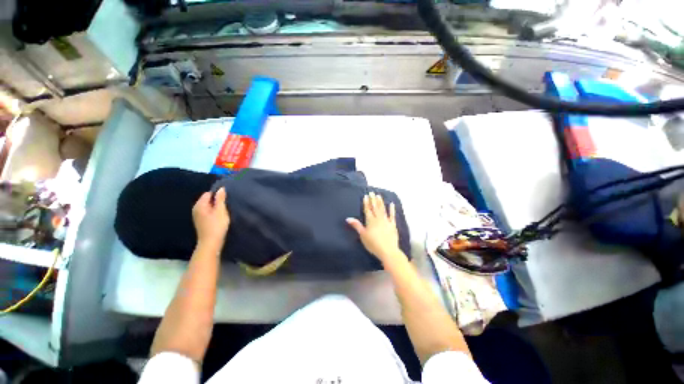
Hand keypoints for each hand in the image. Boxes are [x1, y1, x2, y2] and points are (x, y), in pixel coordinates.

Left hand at [192, 187, 229, 249]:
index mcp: (200, 205)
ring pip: (208, 207)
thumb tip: (221, 188)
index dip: (218, 194)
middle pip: (208, 200)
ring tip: (225, 211)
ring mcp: (198, 216)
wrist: (210, 243)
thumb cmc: (216, 226)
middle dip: (217, 201)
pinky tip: (220, 217)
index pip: (208, 193)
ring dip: (216, 208)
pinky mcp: (201, 222)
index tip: (227, 199)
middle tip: (227, 205)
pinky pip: (208, 212)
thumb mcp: (221, 210)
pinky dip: (214, 213)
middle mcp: (196, 209)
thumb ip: (220, 199)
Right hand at [347, 192, 401, 262]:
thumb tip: (348, 218)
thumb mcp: (362, 235)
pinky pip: (392, 215)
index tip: (366, 196)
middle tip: (372, 192)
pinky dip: (392, 209)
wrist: (387, 250)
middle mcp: (378, 218)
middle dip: (373, 200)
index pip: (367, 209)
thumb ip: (356, 225)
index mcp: (370, 220)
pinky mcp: (393, 225)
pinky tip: (392, 204)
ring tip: (379, 195)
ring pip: (382, 209)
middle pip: (375, 207)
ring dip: (380, 202)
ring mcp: (386, 221)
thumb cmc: (373, 244)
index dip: (366, 202)